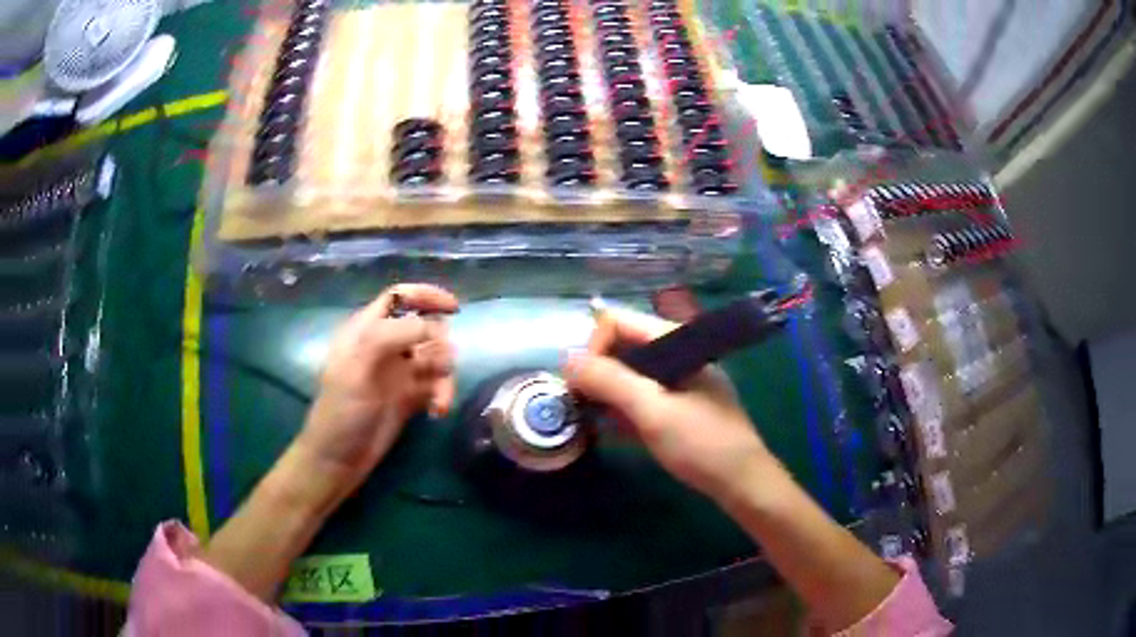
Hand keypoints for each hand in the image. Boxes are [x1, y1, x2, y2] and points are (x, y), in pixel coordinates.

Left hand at [293, 284, 458, 504]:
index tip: (453, 308)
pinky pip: (437, 384)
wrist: (339, 459)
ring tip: (439, 400)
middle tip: (438, 368)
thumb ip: (389, 337)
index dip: (426, 295)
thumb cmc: (342, 411)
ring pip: (436, 357)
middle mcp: (385, 346)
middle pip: (425, 326)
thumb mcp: (357, 368)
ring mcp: (399, 372)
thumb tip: (431, 326)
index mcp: (366, 330)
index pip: (399, 297)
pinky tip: (437, 411)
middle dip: (439, 345)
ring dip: (444, 376)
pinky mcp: (410, 396)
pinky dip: (442, 394)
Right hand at [563, 305, 773, 504]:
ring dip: (608, 393)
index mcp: (676, 341)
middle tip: (583, 407)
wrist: (743, 483)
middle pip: (622, 347)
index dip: (593, 349)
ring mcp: (680, 379)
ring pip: (631, 373)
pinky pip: (643, 395)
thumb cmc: (701, 444)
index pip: (618, 323)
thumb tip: (566, 359)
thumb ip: (609, 381)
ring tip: (596, 421)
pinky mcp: (680, 404)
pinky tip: (616, 431)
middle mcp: (677, 353)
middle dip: (598, 373)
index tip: (581, 387)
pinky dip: (625, 408)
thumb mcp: (652, 412)